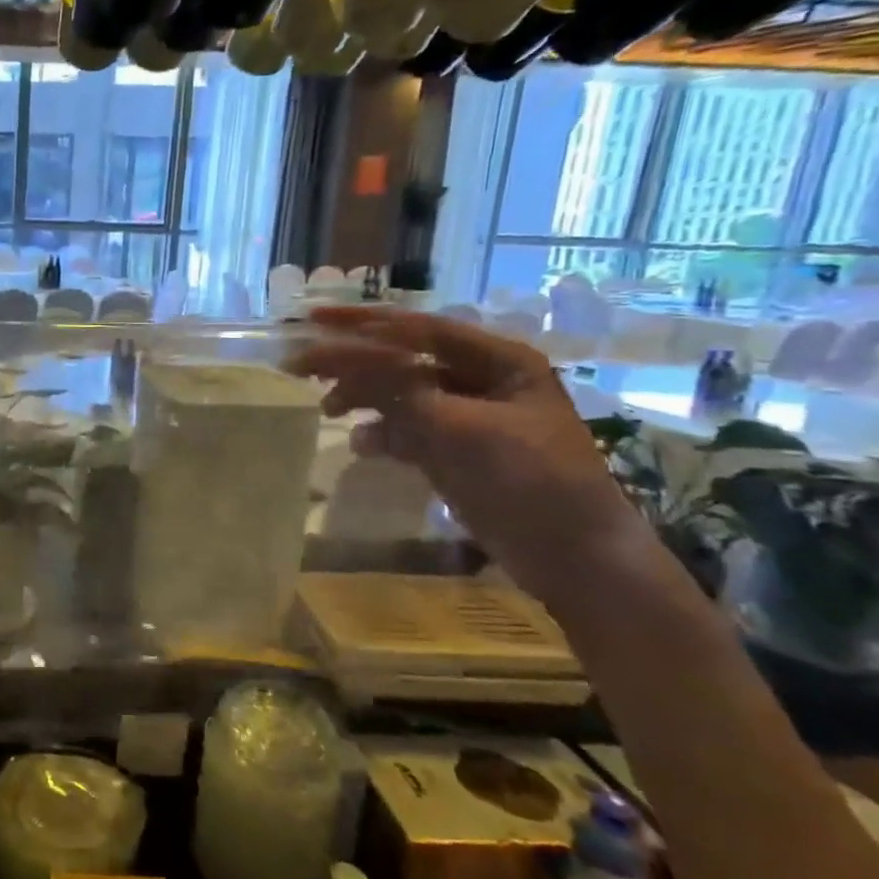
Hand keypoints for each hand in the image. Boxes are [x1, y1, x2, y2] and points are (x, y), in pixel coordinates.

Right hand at [290, 307, 643, 600]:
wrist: (576, 561)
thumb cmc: (532, 483)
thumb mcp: (463, 431)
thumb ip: (400, 391)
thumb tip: (343, 356)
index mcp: (498, 361)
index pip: (418, 329)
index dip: (362, 322)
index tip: (312, 318)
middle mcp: (481, 380)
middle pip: (403, 359)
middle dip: (354, 363)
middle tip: (302, 369)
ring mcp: (467, 418)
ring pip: (400, 394)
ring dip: (364, 398)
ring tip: (329, 410)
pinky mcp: (455, 452)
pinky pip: (406, 430)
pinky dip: (382, 434)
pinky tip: (363, 446)